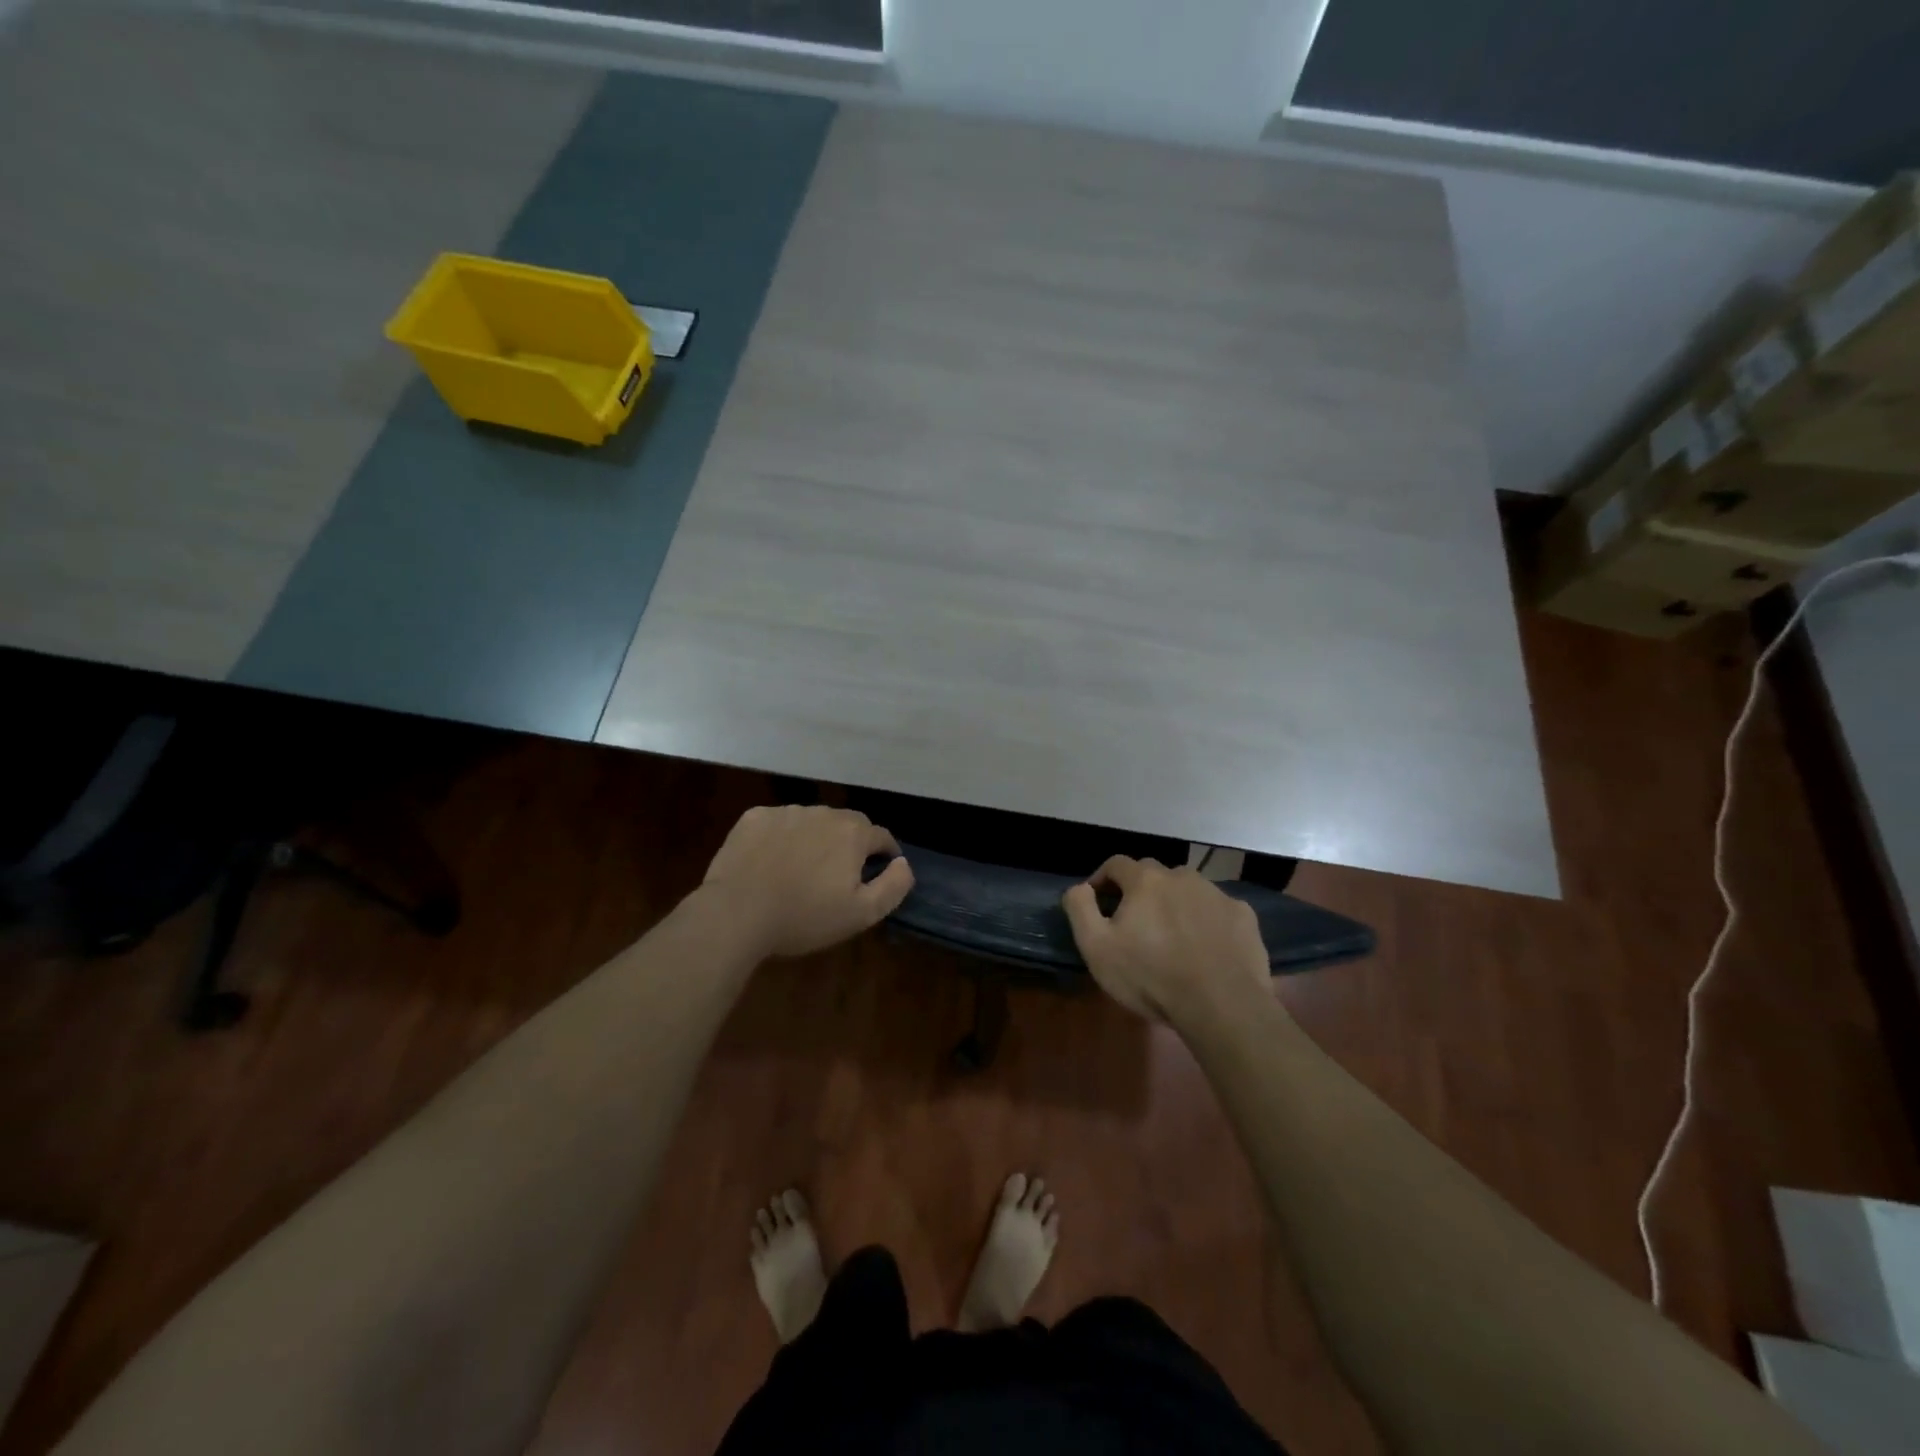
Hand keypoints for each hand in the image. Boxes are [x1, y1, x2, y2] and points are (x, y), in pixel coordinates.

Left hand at [702, 805, 913, 958]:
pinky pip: (778, 823)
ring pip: (812, 821)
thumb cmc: (804, 917)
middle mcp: (823, 812)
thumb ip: (894, 886)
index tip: (880, 871)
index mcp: (853, 833)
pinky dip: (781, 837)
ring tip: (803, 868)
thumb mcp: (862, 914)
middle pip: (848, 824)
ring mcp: (786, 812)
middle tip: (840, 873)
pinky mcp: (754, 818)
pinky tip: (771, 862)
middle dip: (851, 843)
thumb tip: (904, 863)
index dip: (885, 854)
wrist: (736, 913)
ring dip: (815, 838)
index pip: (881, 836)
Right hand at [1062, 856, 1271, 1024]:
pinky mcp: (1243, 916)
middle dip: (1139, 890)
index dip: (1102, 879)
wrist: (1222, 1005)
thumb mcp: (1097, 948)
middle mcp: (1182, 876)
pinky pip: (1217, 909)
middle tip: (1134, 920)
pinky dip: (1207, 919)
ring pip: (1188, 888)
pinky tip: (1206, 945)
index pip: (1116, 864)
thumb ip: (1080, 908)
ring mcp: (1217, 894)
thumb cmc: (1151, 976)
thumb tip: (1079, 887)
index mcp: (1145, 880)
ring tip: (1172, 933)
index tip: (1097, 901)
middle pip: (1153, 873)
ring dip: (1175, 902)